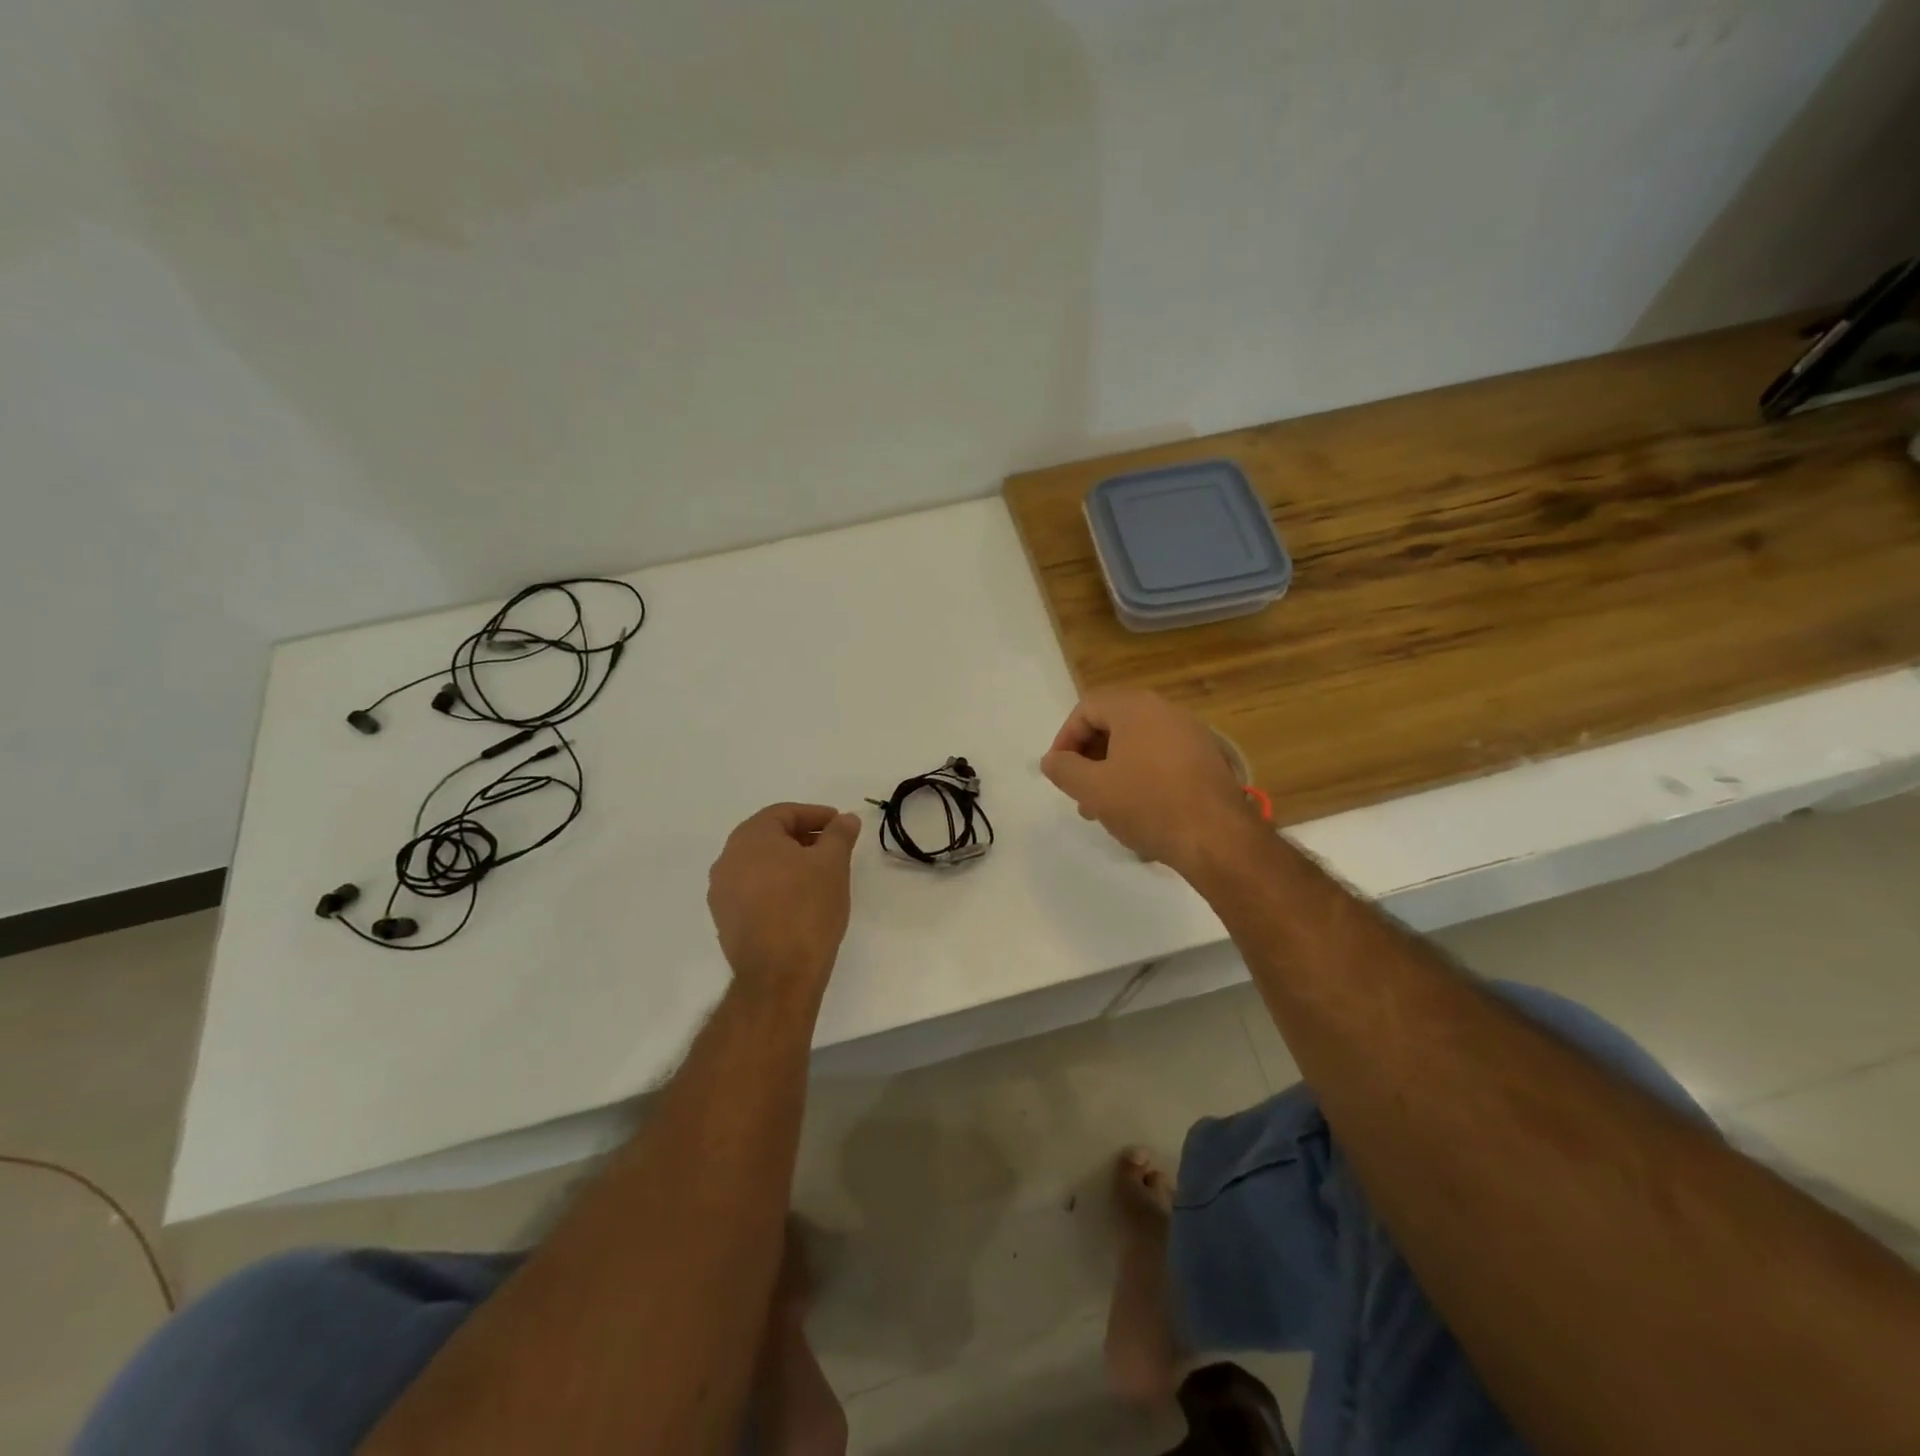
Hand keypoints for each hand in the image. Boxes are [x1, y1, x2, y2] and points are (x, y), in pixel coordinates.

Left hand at [707, 803, 861, 996]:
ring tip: (819, 875)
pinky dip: (776, 886)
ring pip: (760, 864)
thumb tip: (846, 819)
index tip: (840, 825)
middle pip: (769, 837)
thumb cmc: (807, 908)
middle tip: (833, 848)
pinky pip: (753, 890)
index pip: (784, 813)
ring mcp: (721, 892)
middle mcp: (727, 859)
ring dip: (789, 863)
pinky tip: (799, 901)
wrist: (778, 974)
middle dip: (803, 838)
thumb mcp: (833, 864)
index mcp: (750, 837)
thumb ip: (839, 834)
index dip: (816, 815)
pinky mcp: (725, 920)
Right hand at [1040, 688, 1253, 874]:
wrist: (1218, 838)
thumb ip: (1063, 769)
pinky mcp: (1207, 760)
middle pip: (1113, 724)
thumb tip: (1052, 760)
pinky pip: (1161, 759)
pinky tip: (1137, 811)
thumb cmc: (1148, 804)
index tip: (1058, 771)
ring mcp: (1192, 734)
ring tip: (1103, 809)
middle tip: (1078, 791)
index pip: (1086, 709)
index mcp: (1136, 707)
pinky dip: (1141, 777)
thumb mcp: (1092, 789)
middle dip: (1089, 758)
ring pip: (1137, 745)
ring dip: (1113, 771)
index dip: (1065, 738)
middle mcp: (1166, 711)